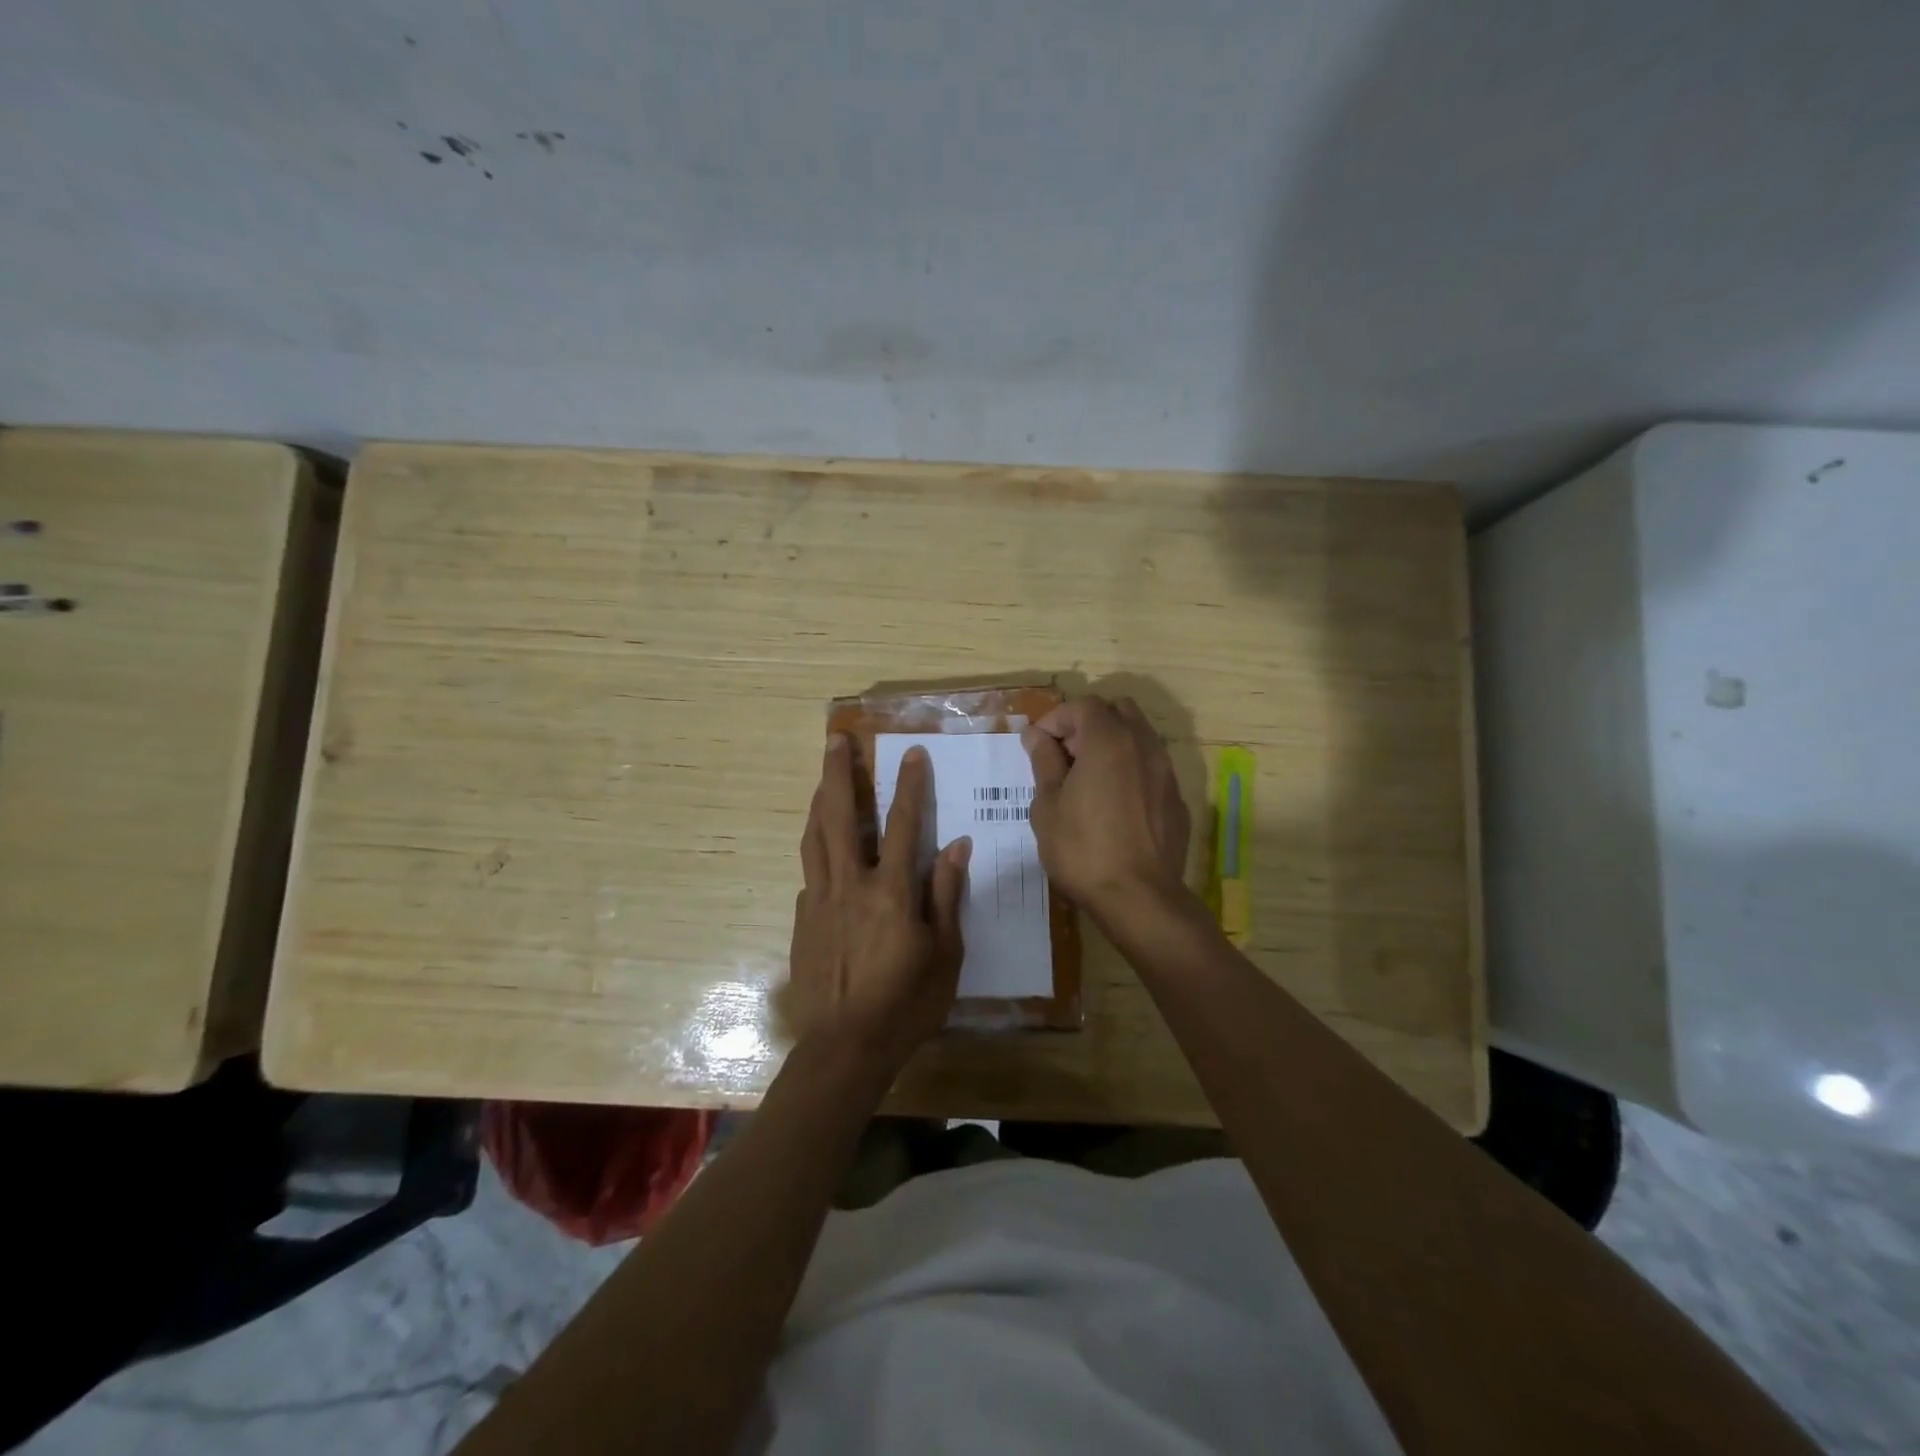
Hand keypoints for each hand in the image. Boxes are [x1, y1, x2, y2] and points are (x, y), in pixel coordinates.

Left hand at [786, 735, 970, 1070]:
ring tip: (823, 777)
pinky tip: (823, 847)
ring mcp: (820, 900)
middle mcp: (850, 884)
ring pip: (815, 836)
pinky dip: (817, 847)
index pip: (902, 824)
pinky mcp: (802, 919)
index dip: (909, 785)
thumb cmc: (906, 1003)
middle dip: (839, 773)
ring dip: (820, 800)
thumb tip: (956, 846)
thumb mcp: (945, 954)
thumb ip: (947, 895)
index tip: (910, 752)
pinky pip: (809, 871)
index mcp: (890, 891)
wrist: (845, 1047)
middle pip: (841, 816)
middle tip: (836, 740)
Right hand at [1023, 695, 1190, 918]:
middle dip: (1088, 723)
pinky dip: (1130, 769)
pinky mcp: (1177, 799)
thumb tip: (1038, 737)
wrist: (1140, 898)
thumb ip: (1044, 763)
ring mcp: (1166, 772)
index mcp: (1109, 741)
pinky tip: (1113, 803)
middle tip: (1065, 754)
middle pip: (1118, 710)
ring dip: (1111, 744)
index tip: (1038, 745)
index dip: (1056, 718)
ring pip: (1139, 737)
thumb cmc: (1083, 850)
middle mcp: (1144, 746)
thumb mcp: (1048, 806)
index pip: (1084, 705)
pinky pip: (1151, 767)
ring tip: (1087, 779)